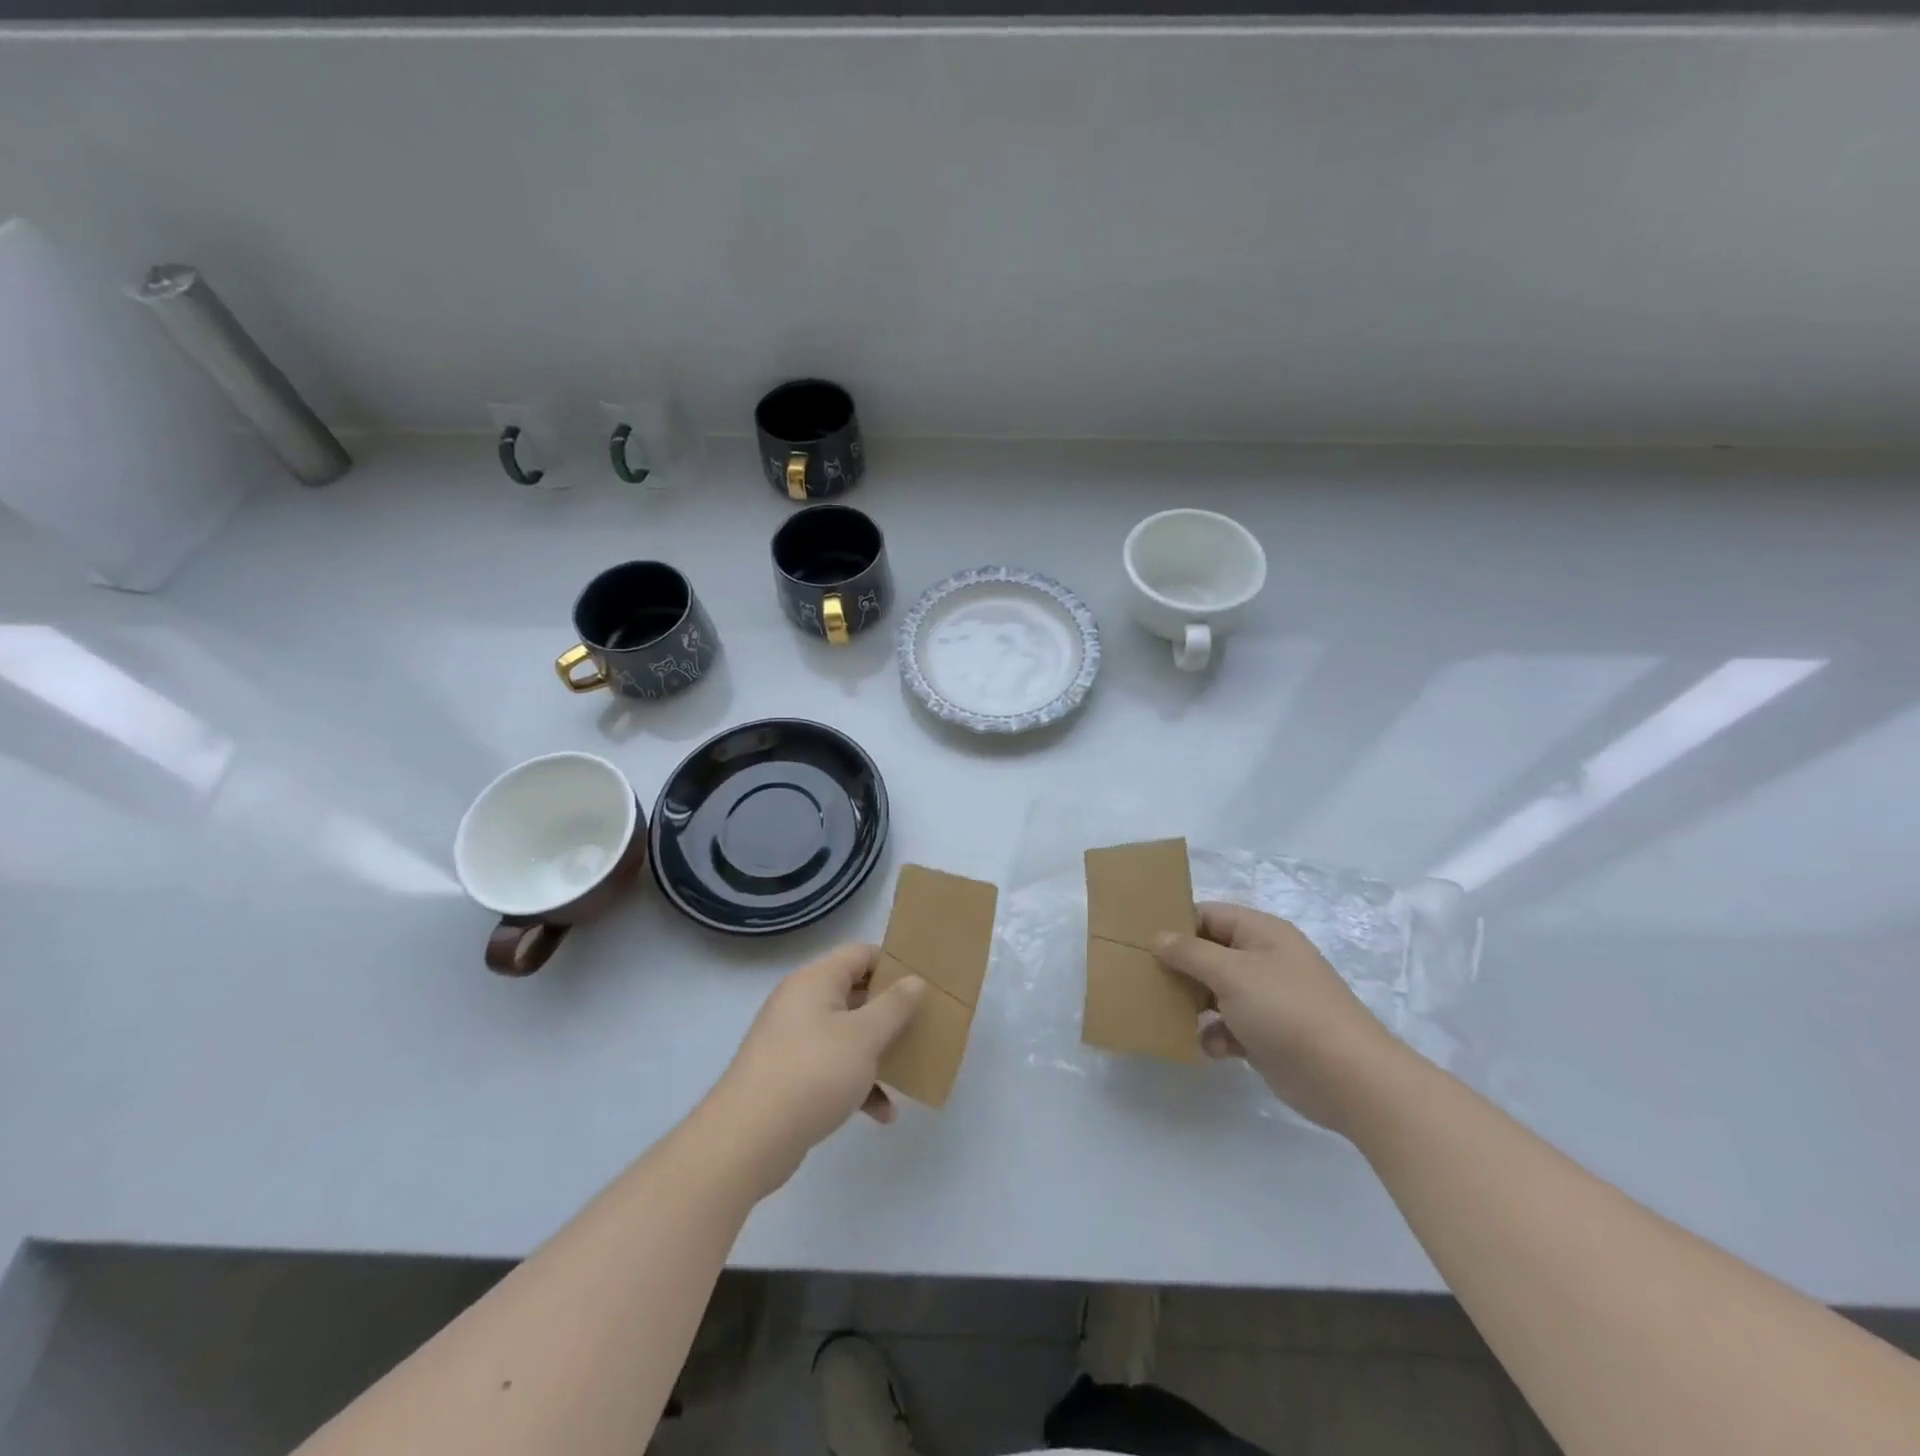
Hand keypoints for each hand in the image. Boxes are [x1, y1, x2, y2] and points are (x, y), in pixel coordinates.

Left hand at [707, 944, 924, 1192]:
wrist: (748, 1140)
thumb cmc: (813, 1073)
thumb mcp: (864, 1036)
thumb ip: (894, 1006)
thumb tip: (915, 981)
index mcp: (815, 981)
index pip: (860, 954)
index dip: (894, 963)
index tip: (924, 982)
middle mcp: (802, 1003)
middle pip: (855, 994)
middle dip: (891, 1012)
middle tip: (924, 1023)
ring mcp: (794, 1041)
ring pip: (847, 1035)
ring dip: (878, 1052)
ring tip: (910, 1069)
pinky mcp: (791, 1077)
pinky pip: (834, 1069)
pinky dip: (858, 1084)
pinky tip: (883, 1113)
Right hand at [1154, 902, 1404, 1134]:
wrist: (1347, 1078)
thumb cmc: (1287, 1010)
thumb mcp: (1232, 973)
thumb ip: (1190, 953)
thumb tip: (1159, 937)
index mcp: (1262, 933)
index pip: (1209, 915)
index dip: (1177, 925)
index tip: (1143, 941)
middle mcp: (1264, 960)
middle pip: (1210, 954)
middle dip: (1180, 968)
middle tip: (1145, 979)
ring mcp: (1268, 999)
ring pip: (1216, 992)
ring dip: (1193, 1004)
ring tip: (1168, 1015)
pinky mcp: (1268, 1036)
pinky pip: (1229, 1026)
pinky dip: (1215, 1035)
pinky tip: (1210, 1048)